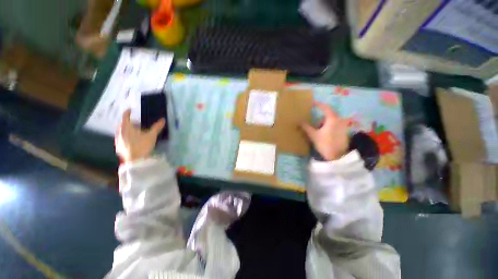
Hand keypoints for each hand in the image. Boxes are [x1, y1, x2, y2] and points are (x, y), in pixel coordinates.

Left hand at [115, 109, 164, 162]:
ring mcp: (118, 140)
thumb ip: (156, 127)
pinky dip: (125, 138)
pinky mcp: (118, 147)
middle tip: (137, 125)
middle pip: (122, 124)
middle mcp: (120, 132)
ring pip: (121, 132)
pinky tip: (132, 142)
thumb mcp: (151, 136)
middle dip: (129, 123)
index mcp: (126, 128)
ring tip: (136, 134)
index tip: (130, 110)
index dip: (127, 112)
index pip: (125, 117)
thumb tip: (163, 119)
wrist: (135, 161)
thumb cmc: (142, 145)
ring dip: (127, 130)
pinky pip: (121, 139)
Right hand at [301, 102, 348, 160]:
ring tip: (318, 128)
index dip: (319, 105)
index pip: (325, 108)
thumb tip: (299, 122)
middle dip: (321, 116)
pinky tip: (325, 133)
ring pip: (333, 121)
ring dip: (325, 122)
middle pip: (329, 115)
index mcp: (332, 119)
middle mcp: (340, 120)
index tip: (313, 103)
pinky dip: (330, 126)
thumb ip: (306, 127)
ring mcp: (343, 126)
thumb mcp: (313, 135)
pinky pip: (336, 125)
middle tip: (315, 120)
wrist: (337, 156)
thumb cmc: (324, 143)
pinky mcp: (344, 132)